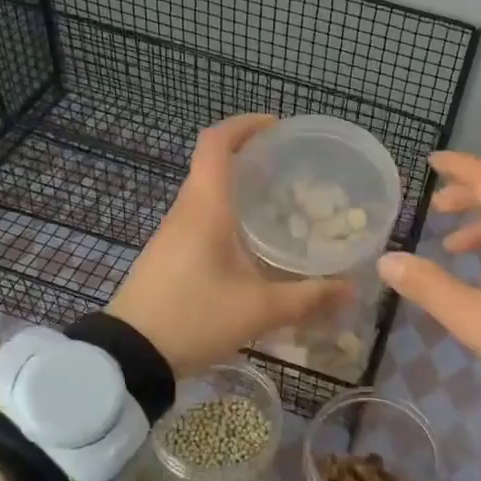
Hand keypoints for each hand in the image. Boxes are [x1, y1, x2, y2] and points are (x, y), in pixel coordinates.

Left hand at [108, 115, 351, 377]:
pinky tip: (249, 240)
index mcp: (205, 207)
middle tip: (288, 167)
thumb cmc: (194, 317)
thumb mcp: (259, 310)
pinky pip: (199, 216)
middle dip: (248, 155)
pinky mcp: (167, 253)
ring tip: (276, 201)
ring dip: (236, 185)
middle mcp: (186, 210)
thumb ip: (308, 297)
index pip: (216, 142)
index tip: (276, 127)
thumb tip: (351, 288)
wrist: (129, 355)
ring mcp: (171, 232)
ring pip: (205, 191)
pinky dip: (225, 211)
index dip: (244, 125)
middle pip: (212, 163)